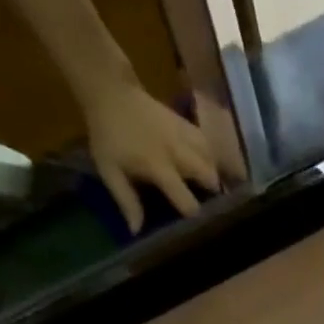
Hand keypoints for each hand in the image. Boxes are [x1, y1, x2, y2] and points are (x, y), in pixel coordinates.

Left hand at [80, 78, 223, 232]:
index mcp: (159, 167)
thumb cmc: (108, 136)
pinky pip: (207, 143)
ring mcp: (184, 135)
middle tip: (212, 206)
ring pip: (212, 158)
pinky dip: (211, 156)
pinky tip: (208, 165)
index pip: (186, 199)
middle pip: (209, 176)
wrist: (109, 92)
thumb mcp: (109, 170)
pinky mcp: (185, 124)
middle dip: (214, 194)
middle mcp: (178, 152)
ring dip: (215, 174)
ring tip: (213, 188)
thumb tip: (136, 231)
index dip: (194, 216)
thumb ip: (126, 201)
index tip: (198, 227)